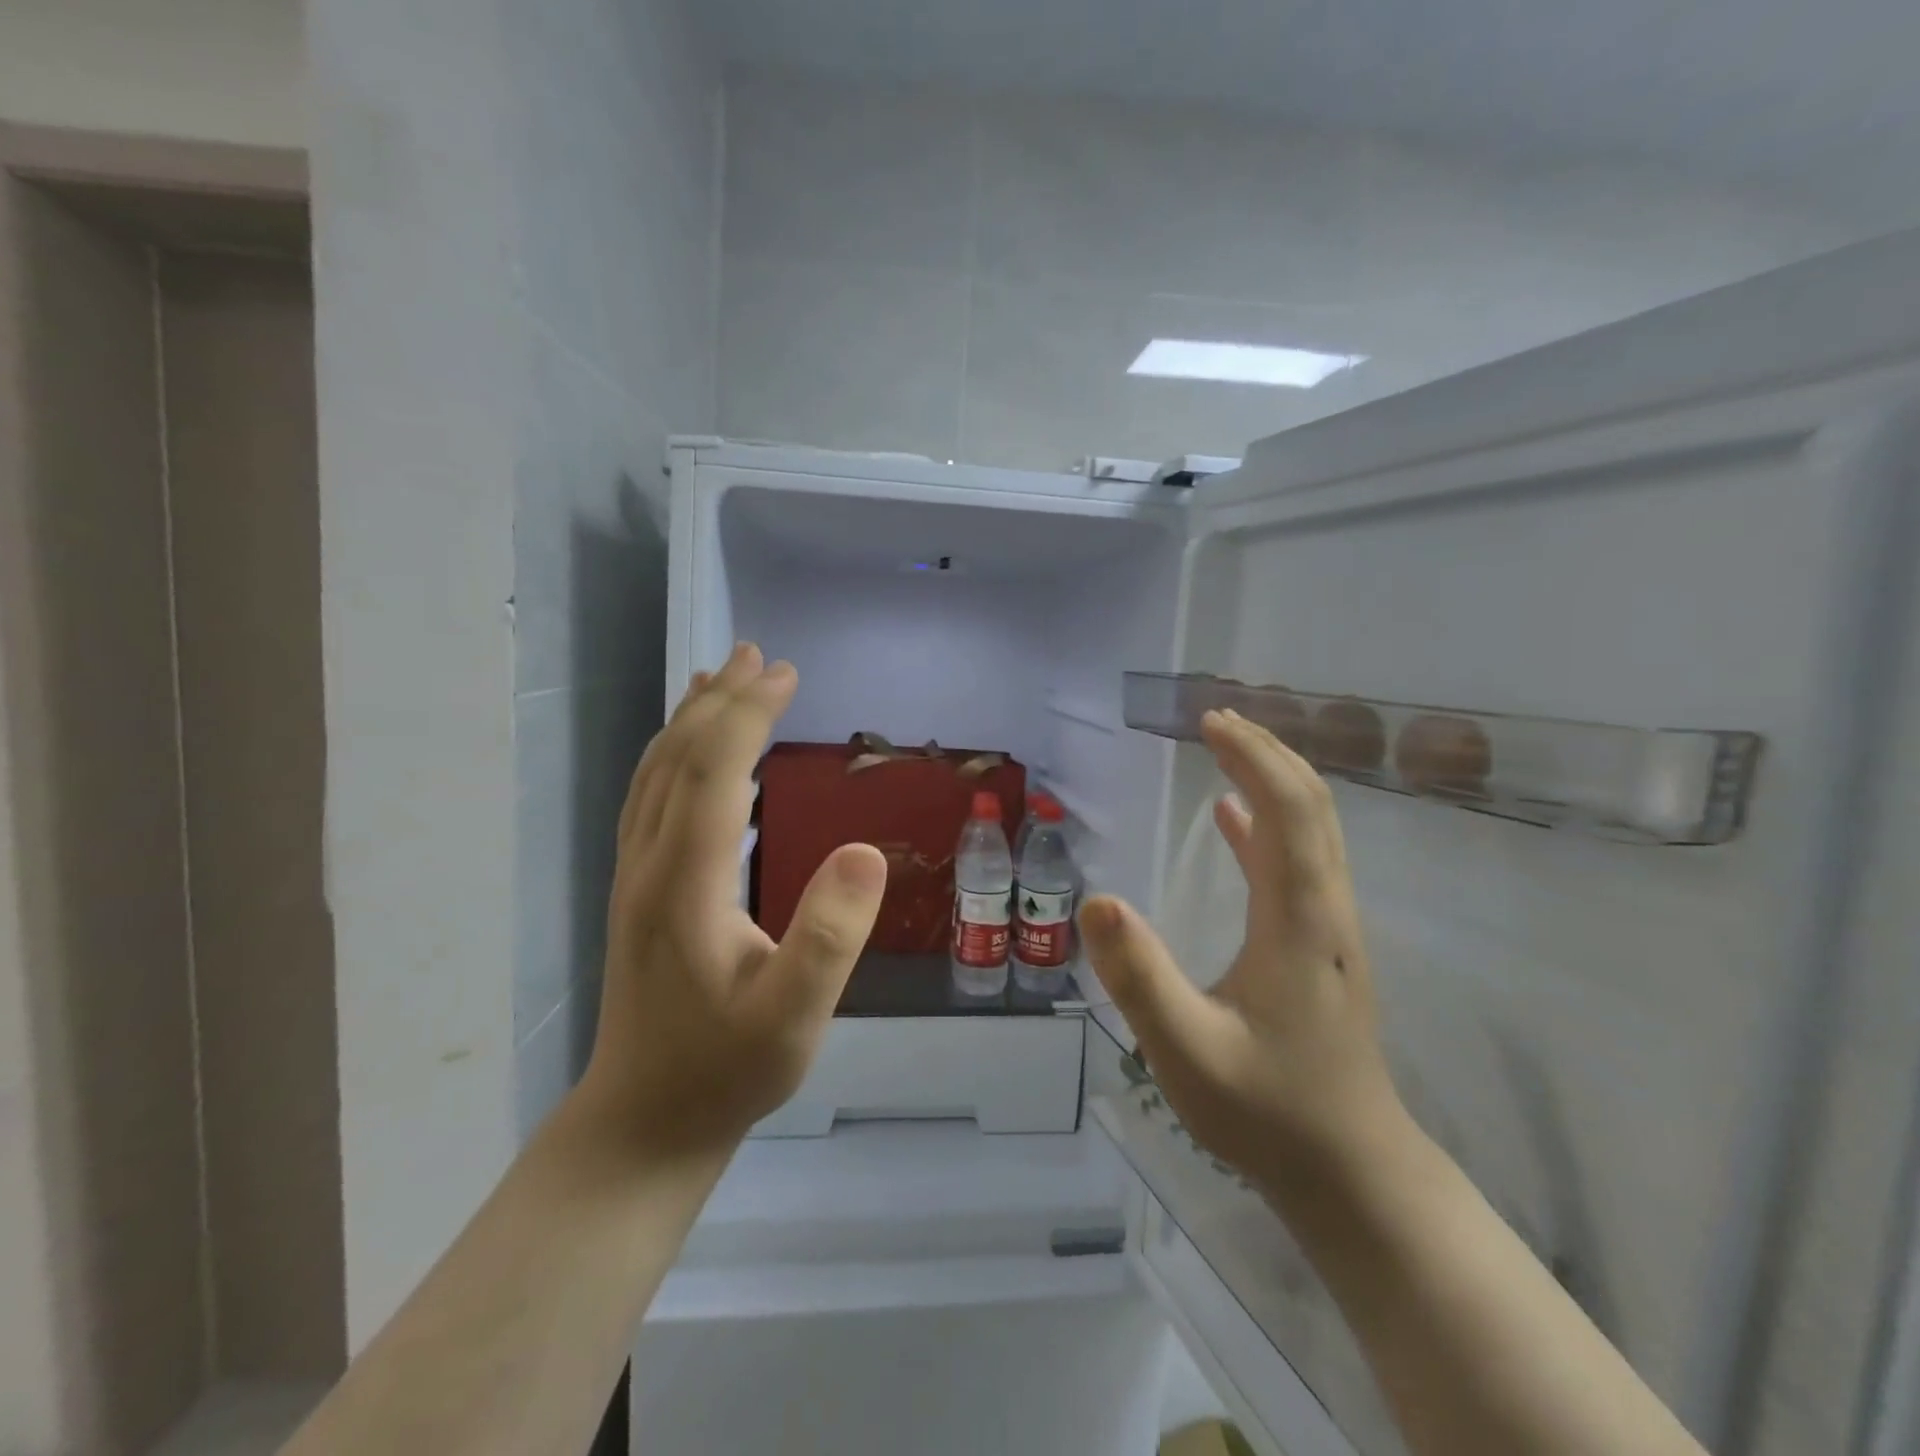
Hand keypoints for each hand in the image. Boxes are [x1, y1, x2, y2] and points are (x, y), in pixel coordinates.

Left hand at [579, 644, 887, 1155]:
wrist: (645, 1122)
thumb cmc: (726, 1072)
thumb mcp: (793, 1018)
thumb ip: (829, 937)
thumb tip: (867, 851)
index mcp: (685, 884)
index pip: (713, 772)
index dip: (748, 715)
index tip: (787, 675)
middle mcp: (649, 864)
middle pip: (678, 758)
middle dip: (722, 701)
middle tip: (762, 657)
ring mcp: (635, 875)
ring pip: (656, 774)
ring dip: (691, 719)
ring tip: (721, 676)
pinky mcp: (639, 890)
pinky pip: (650, 797)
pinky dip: (675, 755)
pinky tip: (695, 751)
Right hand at [1079, 708, 1405, 1197]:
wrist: (1351, 1174)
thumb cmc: (1268, 1112)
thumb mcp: (1186, 1052)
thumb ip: (1139, 977)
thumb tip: (1095, 901)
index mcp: (1298, 920)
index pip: (1287, 811)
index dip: (1251, 758)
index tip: (1209, 723)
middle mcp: (1324, 909)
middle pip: (1311, 806)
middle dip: (1267, 753)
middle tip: (1216, 720)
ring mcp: (1327, 928)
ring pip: (1312, 831)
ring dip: (1272, 780)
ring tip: (1225, 749)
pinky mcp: (1318, 946)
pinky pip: (1297, 864)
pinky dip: (1267, 826)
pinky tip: (1230, 820)